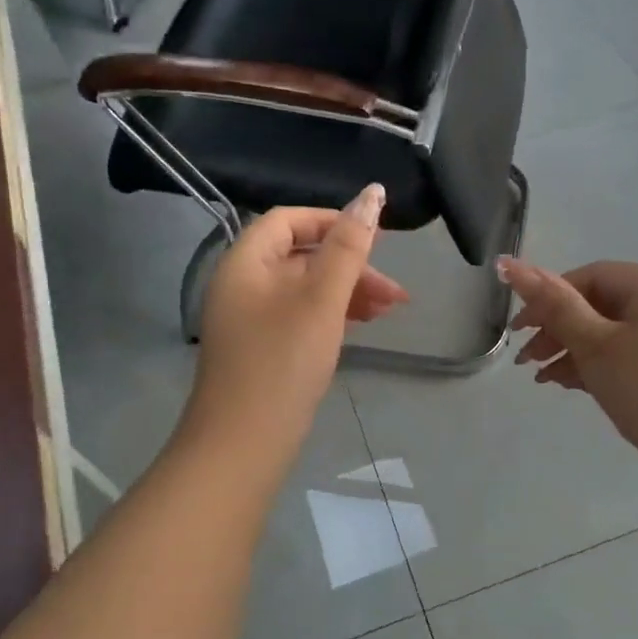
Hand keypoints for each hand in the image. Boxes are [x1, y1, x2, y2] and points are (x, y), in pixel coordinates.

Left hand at [185, 186, 406, 451]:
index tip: (376, 238)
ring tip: (389, 312)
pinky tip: (359, 327)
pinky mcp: (262, 349)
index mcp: (245, 262)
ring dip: (347, 292)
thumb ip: (348, 247)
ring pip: (305, 288)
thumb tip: (372, 194)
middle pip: (301, 255)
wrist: (242, 444)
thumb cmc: (282, 363)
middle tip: (395, 292)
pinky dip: (332, 315)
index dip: (333, 220)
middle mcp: (242, 284)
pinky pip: (300, 316)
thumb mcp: (322, 299)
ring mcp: (250, 319)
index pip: (290, 219)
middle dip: (351, 266)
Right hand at [498, 257, 637, 472]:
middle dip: (556, 328)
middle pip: (597, 305)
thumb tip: (510, 264)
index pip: (590, 276)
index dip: (550, 294)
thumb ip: (553, 306)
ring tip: (540, 378)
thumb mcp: (595, 345)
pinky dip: (592, 368)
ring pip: (607, 336)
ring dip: (569, 351)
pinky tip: (566, 385)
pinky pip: (621, 359)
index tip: (521, 328)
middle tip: (525, 358)